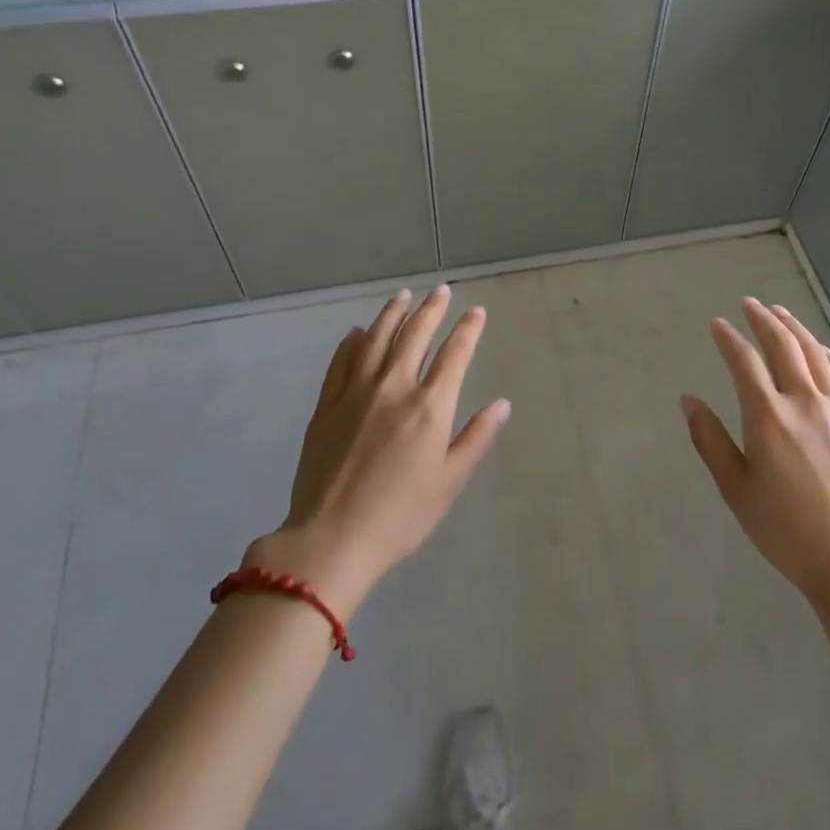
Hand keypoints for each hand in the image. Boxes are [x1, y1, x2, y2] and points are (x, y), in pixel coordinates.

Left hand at [248, 286, 508, 615]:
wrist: (331, 539)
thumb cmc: (400, 516)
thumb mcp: (449, 482)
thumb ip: (476, 438)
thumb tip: (502, 404)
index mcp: (428, 407)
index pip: (454, 355)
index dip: (468, 329)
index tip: (476, 311)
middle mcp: (393, 388)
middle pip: (415, 336)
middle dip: (431, 310)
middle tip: (441, 290)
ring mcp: (355, 393)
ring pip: (377, 339)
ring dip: (393, 314)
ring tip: (403, 295)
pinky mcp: (327, 405)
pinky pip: (341, 361)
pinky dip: (353, 341)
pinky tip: (359, 331)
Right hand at [683, 299, 829, 616]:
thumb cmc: (786, 531)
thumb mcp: (736, 490)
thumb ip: (710, 440)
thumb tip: (688, 400)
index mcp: (768, 416)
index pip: (744, 361)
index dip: (728, 338)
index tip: (717, 324)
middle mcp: (805, 402)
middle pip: (783, 346)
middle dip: (764, 320)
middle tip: (750, 304)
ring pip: (816, 355)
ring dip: (796, 329)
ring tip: (781, 313)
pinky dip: (829, 357)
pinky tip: (822, 351)